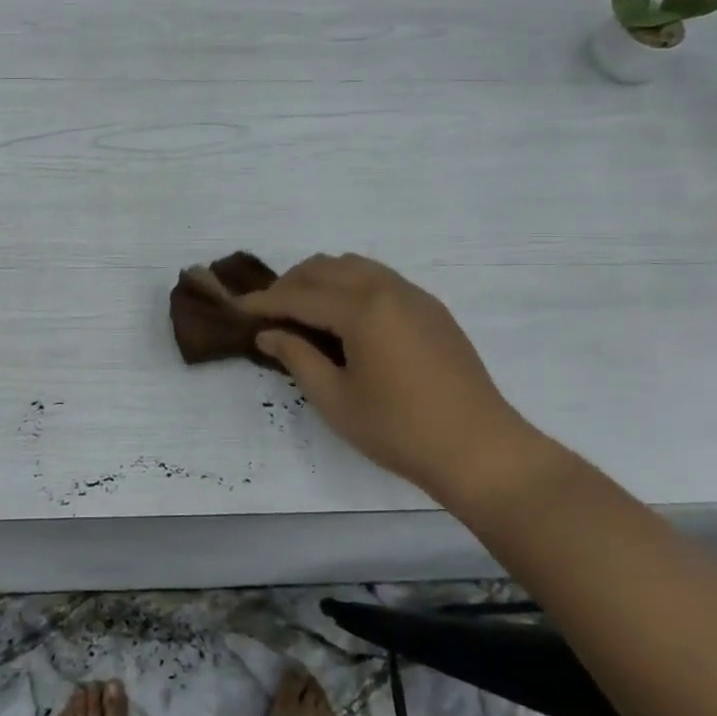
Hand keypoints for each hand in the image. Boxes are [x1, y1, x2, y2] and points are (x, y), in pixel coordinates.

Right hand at [238, 254, 539, 509]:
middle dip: (290, 284)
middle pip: (325, 267)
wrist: (480, 450)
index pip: (299, 295)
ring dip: (321, 280)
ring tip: (303, 312)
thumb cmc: (399, 430)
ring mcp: (414, 295)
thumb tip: (268, 333)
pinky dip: (351, 286)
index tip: (236, 308)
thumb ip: (297, 357)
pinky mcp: (432, 309)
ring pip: (354, 266)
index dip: (263, 302)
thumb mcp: (335, 399)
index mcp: (362, 309)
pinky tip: (345, 319)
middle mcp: (388, 288)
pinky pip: (380, 278)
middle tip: (268, 313)